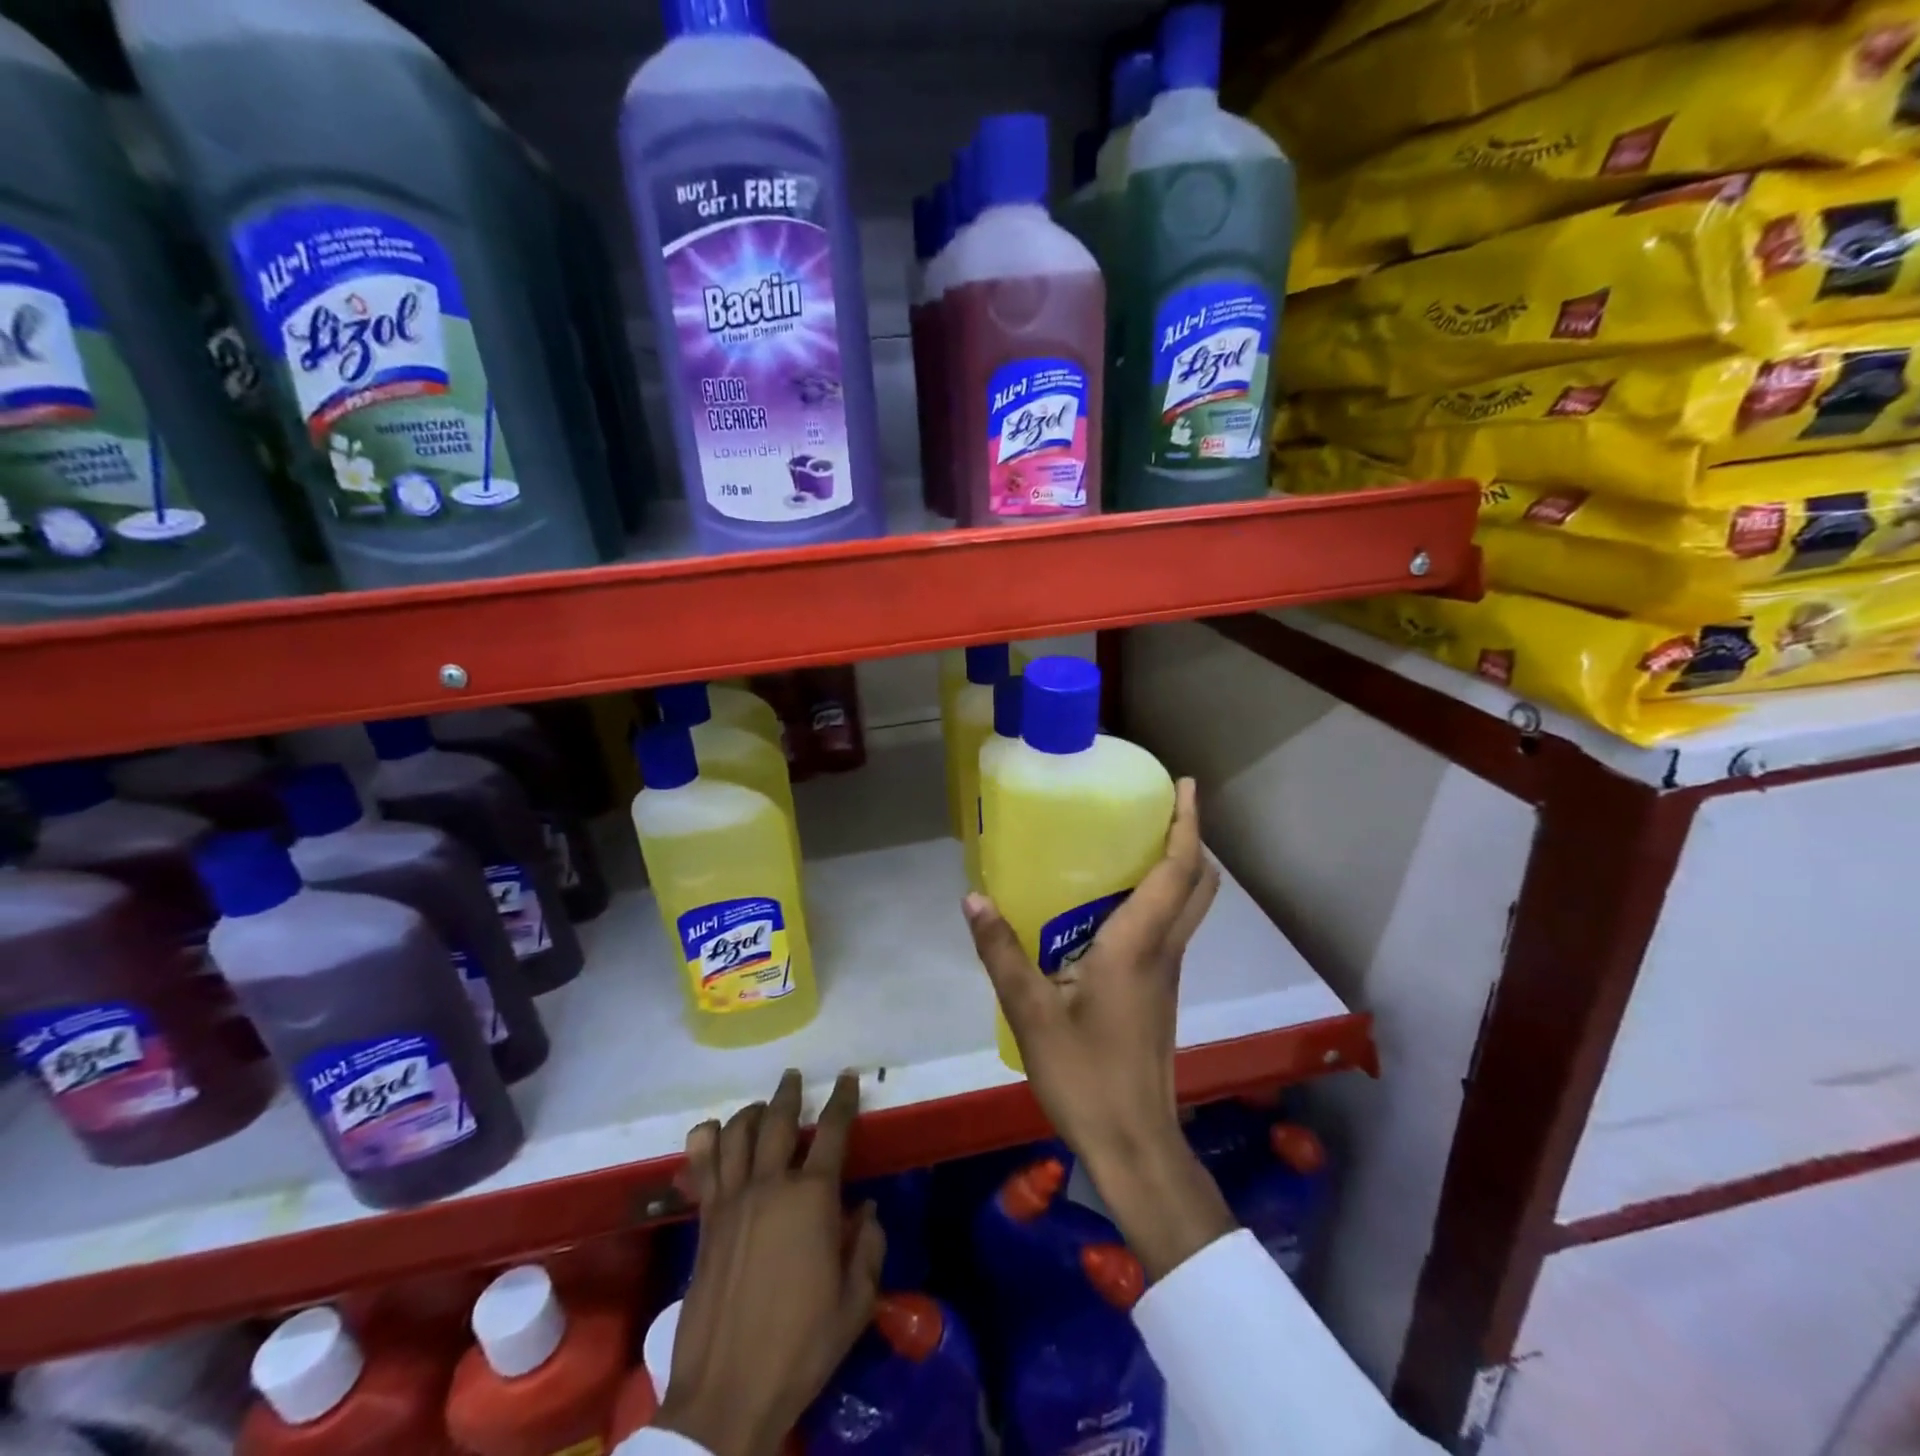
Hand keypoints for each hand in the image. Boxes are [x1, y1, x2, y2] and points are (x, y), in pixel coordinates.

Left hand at [657, 1070, 884, 1455]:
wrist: (727, 1395)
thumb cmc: (800, 1349)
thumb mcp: (855, 1304)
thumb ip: (868, 1248)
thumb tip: (867, 1210)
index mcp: (812, 1199)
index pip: (832, 1132)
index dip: (843, 1100)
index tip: (848, 1078)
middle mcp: (770, 1185)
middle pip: (779, 1121)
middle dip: (790, 1093)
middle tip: (795, 1077)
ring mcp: (731, 1201)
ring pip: (736, 1134)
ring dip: (751, 1112)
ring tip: (761, 1106)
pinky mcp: (705, 1222)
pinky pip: (702, 1167)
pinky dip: (706, 1141)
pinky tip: (712, 1134)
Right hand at [964, 777, 1235, 1279]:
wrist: (1134, 1144)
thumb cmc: (1085, 1076)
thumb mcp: (1031, 1013)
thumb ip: (1001, 953)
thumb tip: (973, 898)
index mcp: (1139, 945)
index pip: (1178, 871)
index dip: (1187, 825)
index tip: (1186, 786)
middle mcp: (1164, 951)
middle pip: (1200, 884)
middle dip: (1191, 839)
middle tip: (1160, 808)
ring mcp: (1166, 974)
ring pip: (1190, 907)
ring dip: (1179, 868)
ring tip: (1135, 842)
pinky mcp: (1158, 993)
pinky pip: (1171, 929)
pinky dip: (1162, 899)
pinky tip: (1115, 905)